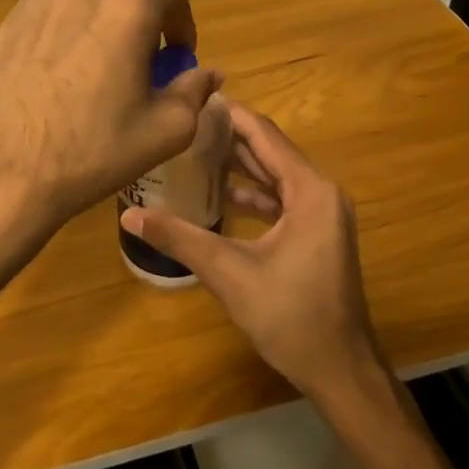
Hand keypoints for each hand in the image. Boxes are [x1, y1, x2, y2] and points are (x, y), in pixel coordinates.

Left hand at [0, 0, 222, 235]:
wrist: (9, 168)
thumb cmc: (95, 150)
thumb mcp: (166, 130)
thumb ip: (194, 91)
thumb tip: (210, 73)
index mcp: (131, 8)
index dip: (183, 26)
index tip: (179, 55)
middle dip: (144, 0)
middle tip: (144, 43)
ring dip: (103, 2)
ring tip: (101, 45)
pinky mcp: (12, 16)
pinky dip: (67, 12)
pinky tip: (63, 52)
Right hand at [121, 105, 384, 404]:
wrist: (339, 370)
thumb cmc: (289, 316)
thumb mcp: (228, 273)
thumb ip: (179, 238)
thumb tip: (128, 215)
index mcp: (309, 191)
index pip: (264, 135)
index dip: (229, 114)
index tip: (192, 99)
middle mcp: (322, 192)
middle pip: (271, 150)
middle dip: (229, 136)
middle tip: (184, 124)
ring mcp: (323, 214)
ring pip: (276, 175)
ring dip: (240, 164)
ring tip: (193, 151)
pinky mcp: (317, 234)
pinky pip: (282, 198)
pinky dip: (253, 192)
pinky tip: (220, 195)